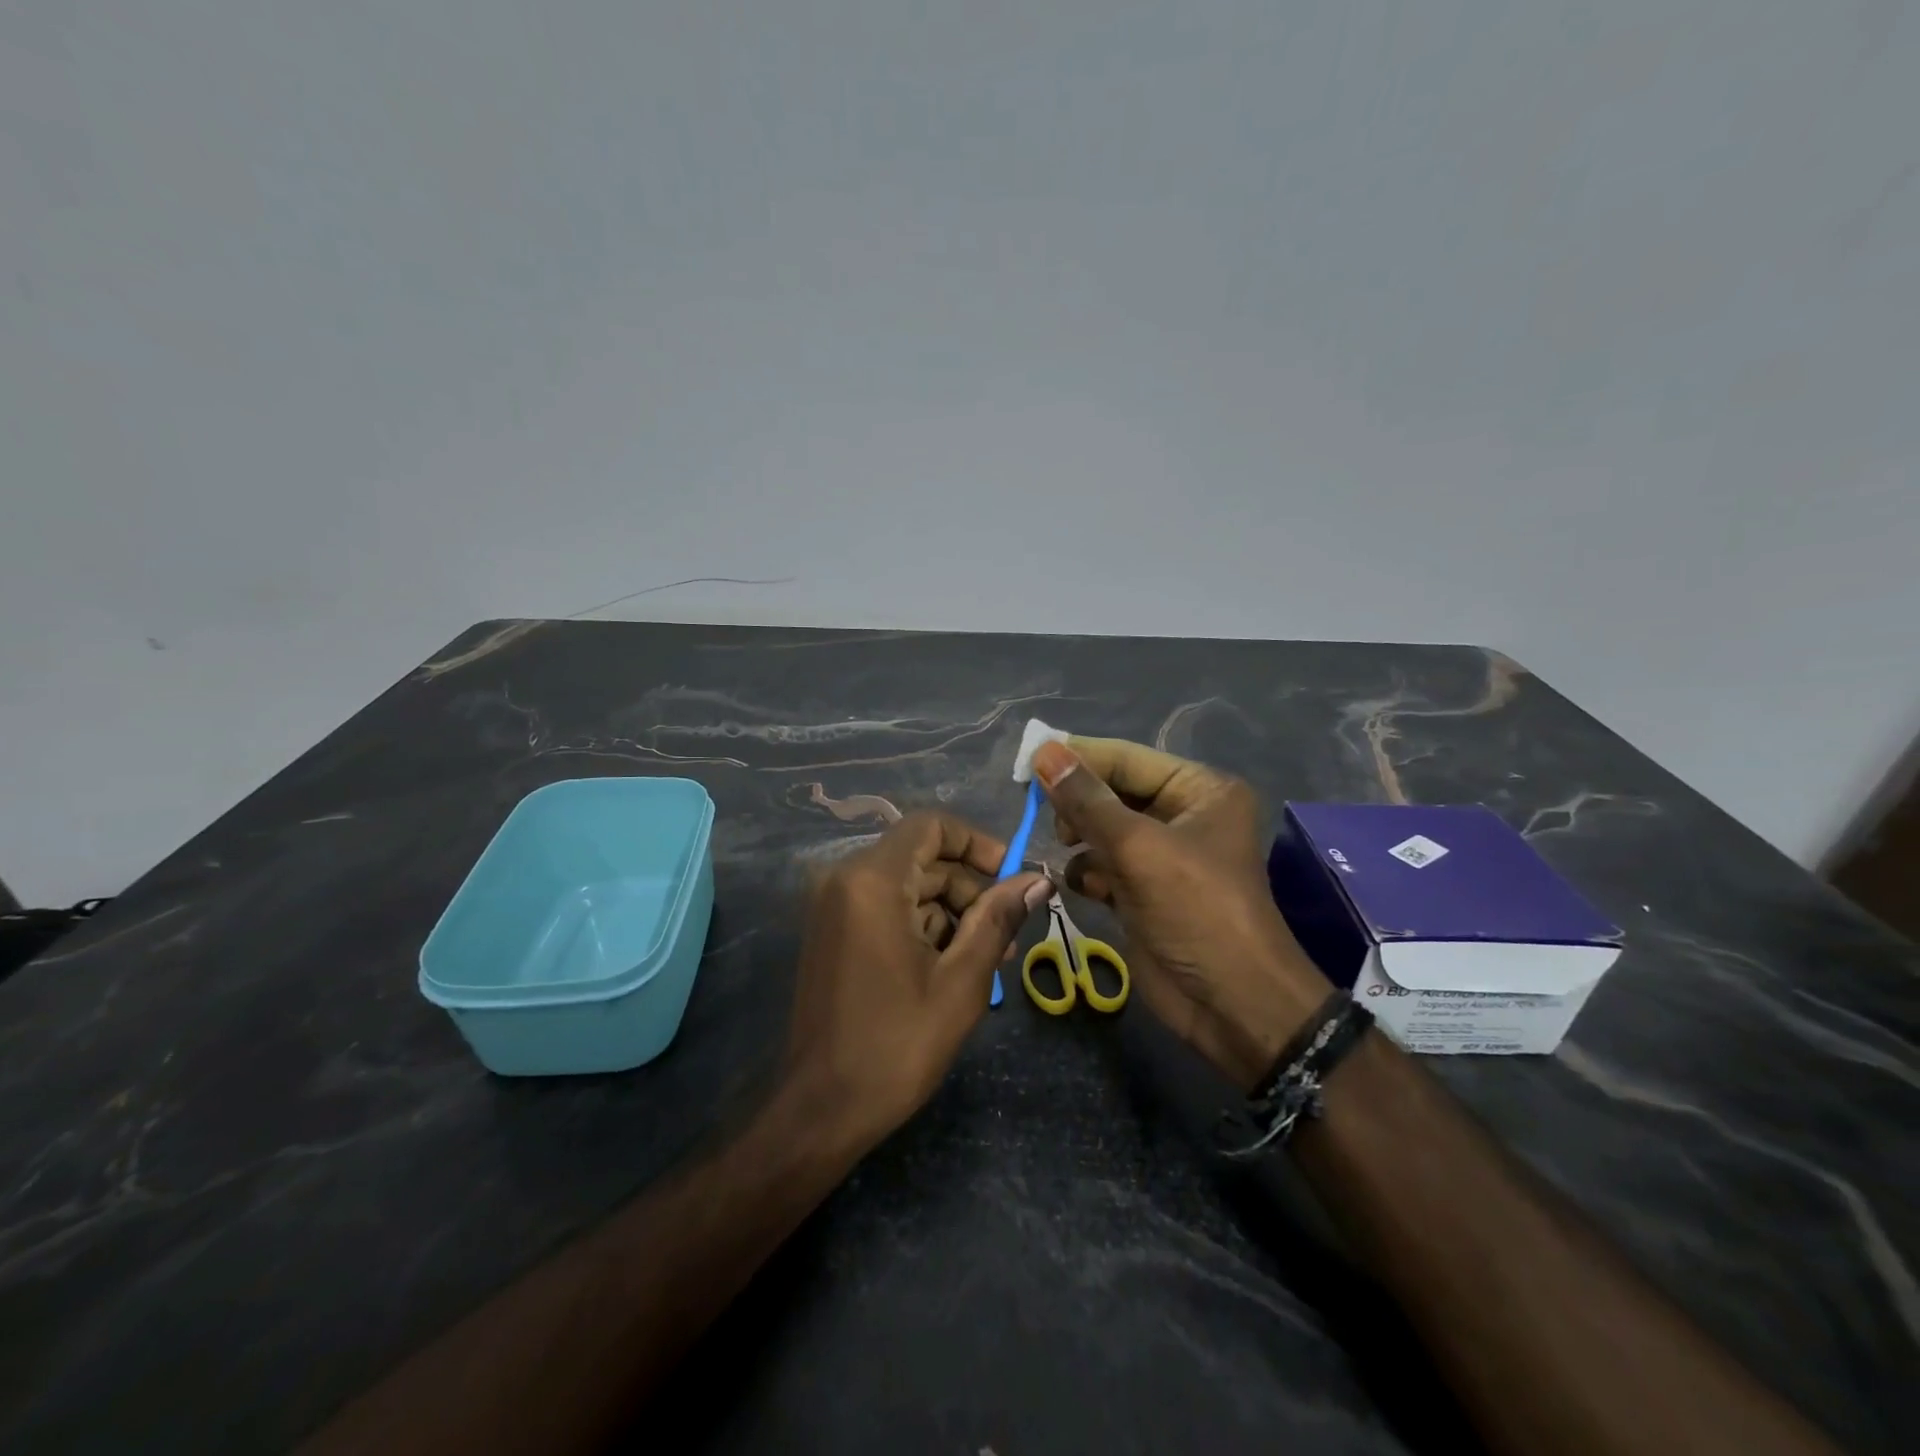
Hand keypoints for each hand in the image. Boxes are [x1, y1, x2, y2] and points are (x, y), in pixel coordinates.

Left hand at [785, 812, 1049, 1147]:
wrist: (820, 1110)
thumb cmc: (895, 1045)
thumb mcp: (961, 982)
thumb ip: (998, 920)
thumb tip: (1038, 880)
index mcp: (872, 881)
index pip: (930, 826)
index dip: (976, 842)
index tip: (1010, 877)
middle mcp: (845, 880)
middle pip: (921, 858)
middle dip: (969, 889)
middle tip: (1008, 933)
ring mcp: (833, 907)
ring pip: (907, 886)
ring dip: (950, 913)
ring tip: (988, 958)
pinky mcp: (832, 933)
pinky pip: (886, 909)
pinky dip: (921, 927)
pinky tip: (951, 967)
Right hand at [1030, 738, 1329, 1089]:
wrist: (1231, 1005)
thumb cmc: (1196, 911)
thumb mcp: (1139, 848)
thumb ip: (1087, 800)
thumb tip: (1044, 751)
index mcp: (1198, 790)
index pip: (1125, 759)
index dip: (1077, 758)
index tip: (1026, 763)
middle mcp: (1181, 815)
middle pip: (1110, 792)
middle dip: (1078, 806)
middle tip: (1052, 822)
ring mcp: (1161, 856)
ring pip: (1101, 830)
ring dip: (1080, 841)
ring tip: (1069, 854)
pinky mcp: (1142, 891)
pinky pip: (1101, 865)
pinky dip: (1087, 873)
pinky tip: (1084, 888)